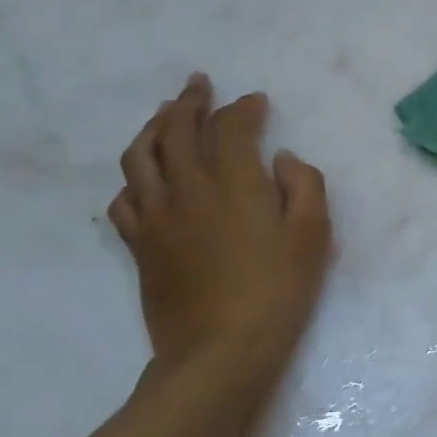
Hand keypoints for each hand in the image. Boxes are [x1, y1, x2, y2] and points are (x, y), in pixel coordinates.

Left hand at [109, 74, 331, 397]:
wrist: (220, 351)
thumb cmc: (277, 290)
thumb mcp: (313, 235)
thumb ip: (304, 185)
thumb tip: (281, 160)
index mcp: (233, 182)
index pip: (230, 127)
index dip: (243, 108)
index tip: (256, 102)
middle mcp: (187, 189)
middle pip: (176, 130)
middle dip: (189, 101)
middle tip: (198, 85)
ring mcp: (156, 217)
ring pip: (140, 156)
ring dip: (153, 127)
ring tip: (163, 115)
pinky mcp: (139, 245)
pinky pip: (124, 199)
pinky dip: (134, 178)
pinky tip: (144, 178)